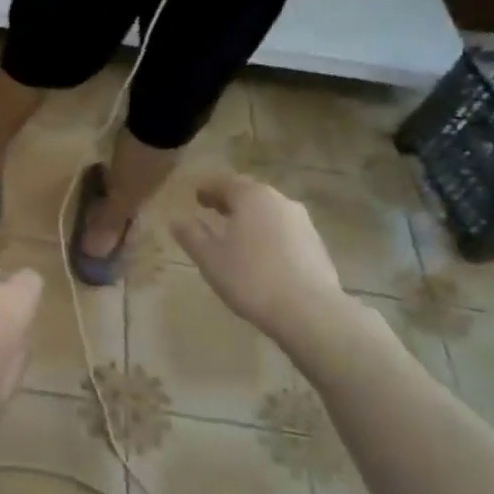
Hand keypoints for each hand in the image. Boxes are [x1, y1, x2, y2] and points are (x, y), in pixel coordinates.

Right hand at [171, 173, 354, 355]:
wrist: (309, 311)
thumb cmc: (251, 279)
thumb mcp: (210, 258)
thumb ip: (191, 235)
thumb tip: (177, 220)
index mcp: (252, 197)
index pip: (224, 182)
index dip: (207, 187)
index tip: (194, 194)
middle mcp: (279, 201)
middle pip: (249, 193)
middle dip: (228, 200)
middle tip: (210, 209)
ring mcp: (302, 222)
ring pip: (268, 211)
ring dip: (249, 216)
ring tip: (233, 232)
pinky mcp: (316, 244)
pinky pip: (283, 229)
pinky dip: (266, 232)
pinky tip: (259, 252)